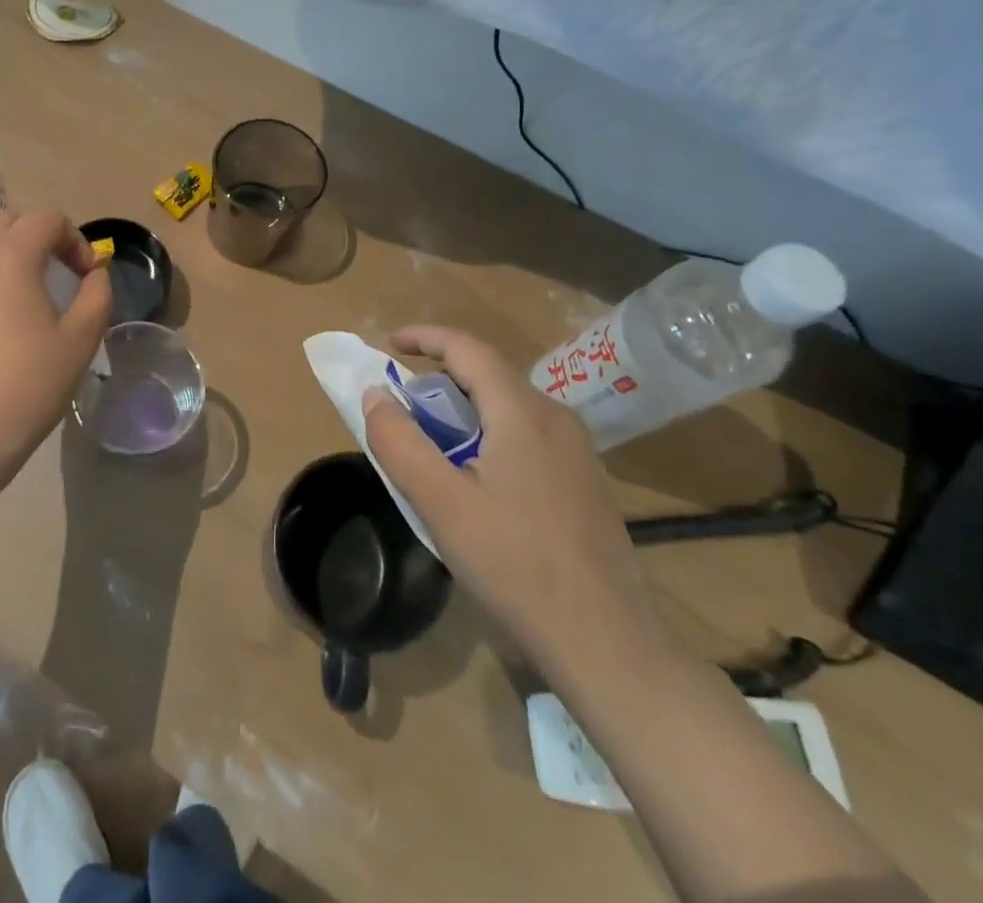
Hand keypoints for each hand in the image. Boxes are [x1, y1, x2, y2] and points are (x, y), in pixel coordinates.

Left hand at [0, 210, 112, 481]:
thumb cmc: (29, 383)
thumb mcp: (81, 339)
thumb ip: (97, 296)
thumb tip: (95, 275)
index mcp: (11, 258)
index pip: (46, 219)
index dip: (75, 239)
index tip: (87, 277)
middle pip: (8, 220)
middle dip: (41, 234)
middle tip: (63, 271)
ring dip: (17, 252)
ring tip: (41, 292)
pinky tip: (14, 315)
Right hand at [362, 327, 673, 690]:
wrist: (608, 644)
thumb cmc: (516, 565)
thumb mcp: (440, 503)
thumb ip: (399, 442)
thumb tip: (375, 394)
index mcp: (523, 413)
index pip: (468, 348)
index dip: (424, 337)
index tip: (388, 345)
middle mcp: (556, 418)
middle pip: (490, 374)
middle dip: (440, 376)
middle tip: (403, 404)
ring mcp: (578, 451)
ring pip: (510, 405)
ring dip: (464, 407)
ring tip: (433, 442)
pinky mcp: (586, 481)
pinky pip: (528, 433)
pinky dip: (490, 431)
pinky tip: (478, 478)